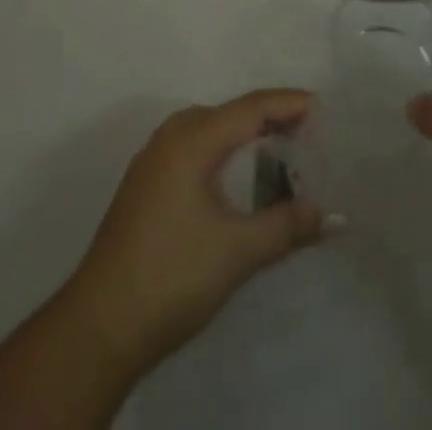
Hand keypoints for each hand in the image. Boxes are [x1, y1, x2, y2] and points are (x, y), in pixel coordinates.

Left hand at [62, 89, 323, 379]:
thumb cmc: (171, 276)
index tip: (323, 108)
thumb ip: (287, 226)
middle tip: (308, 134)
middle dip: (270, 118)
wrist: (97, 327)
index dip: (288, 103)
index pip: (251, 107)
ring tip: (279, 151)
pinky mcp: (145, 185)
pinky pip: (194, 148)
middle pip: (231, 113)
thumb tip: (333, 216)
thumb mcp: (237, 251)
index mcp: (192, 138)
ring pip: (210, 130)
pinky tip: (237, 177)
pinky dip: (223, 151)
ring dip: (245, 135)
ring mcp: (153, 160)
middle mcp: (171, 136)